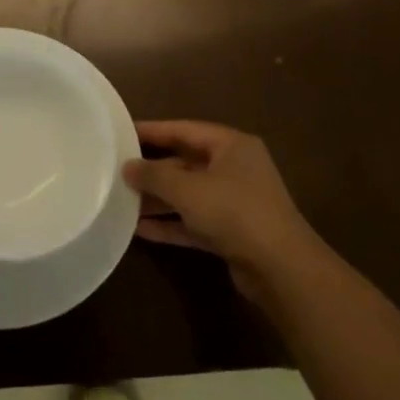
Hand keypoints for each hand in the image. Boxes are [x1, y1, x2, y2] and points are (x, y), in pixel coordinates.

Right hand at [125, 120, 323, 308]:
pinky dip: (170, 224)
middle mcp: (235, 169)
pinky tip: (140, 230)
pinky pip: (194, 221)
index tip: (122, 132)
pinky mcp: (232, 232)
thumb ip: (154, 175)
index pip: (185, 130)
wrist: (282, 269)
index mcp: (231, 146)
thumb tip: (127, 167)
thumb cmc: (235, 212)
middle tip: (118, 169)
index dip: (153, 130)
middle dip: (153, 169)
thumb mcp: (188, 189)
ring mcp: (235, 202)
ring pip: (189, 194)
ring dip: (158, 199)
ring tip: (122, 200)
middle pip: (186, 163)